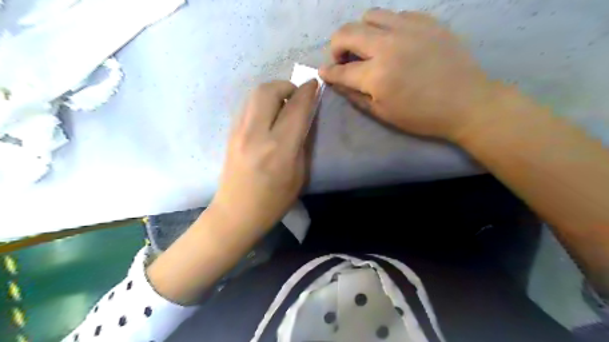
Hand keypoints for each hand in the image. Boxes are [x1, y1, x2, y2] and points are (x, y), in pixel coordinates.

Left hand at [211, 80, 318, 233]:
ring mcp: (238, 131)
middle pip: (269, 90)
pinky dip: (262, 102)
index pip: (296, 108)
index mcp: (279, 149)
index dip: (308, 92)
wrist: (236, 212)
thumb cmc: (273, 201)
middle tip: (297, 96)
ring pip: (255, 94)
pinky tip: (269, 116)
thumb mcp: (299, 175)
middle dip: (287, 86)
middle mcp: (256, 134)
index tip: (314, 85)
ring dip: (273, 92)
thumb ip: (302, 142)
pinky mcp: (230, 133)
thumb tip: (304, 117)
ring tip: (283, 105)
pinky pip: (248, 105)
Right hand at [320, 9, 504, 139]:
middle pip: (347, 32)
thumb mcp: (382, 113)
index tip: (324, 72)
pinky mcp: (427, 21)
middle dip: (336, 46)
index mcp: (377, 76)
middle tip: (343, 59)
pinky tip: (394, 42)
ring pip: (370, 15)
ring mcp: (409, 29)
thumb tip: (336, 82)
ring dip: (360, 31)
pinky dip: (386, 27)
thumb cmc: (421, 116)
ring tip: (368, 47)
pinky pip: (396, 15)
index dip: (328, 72)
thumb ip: (354, 96)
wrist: (466, 102)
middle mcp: (388, 46)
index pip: (341, 70)